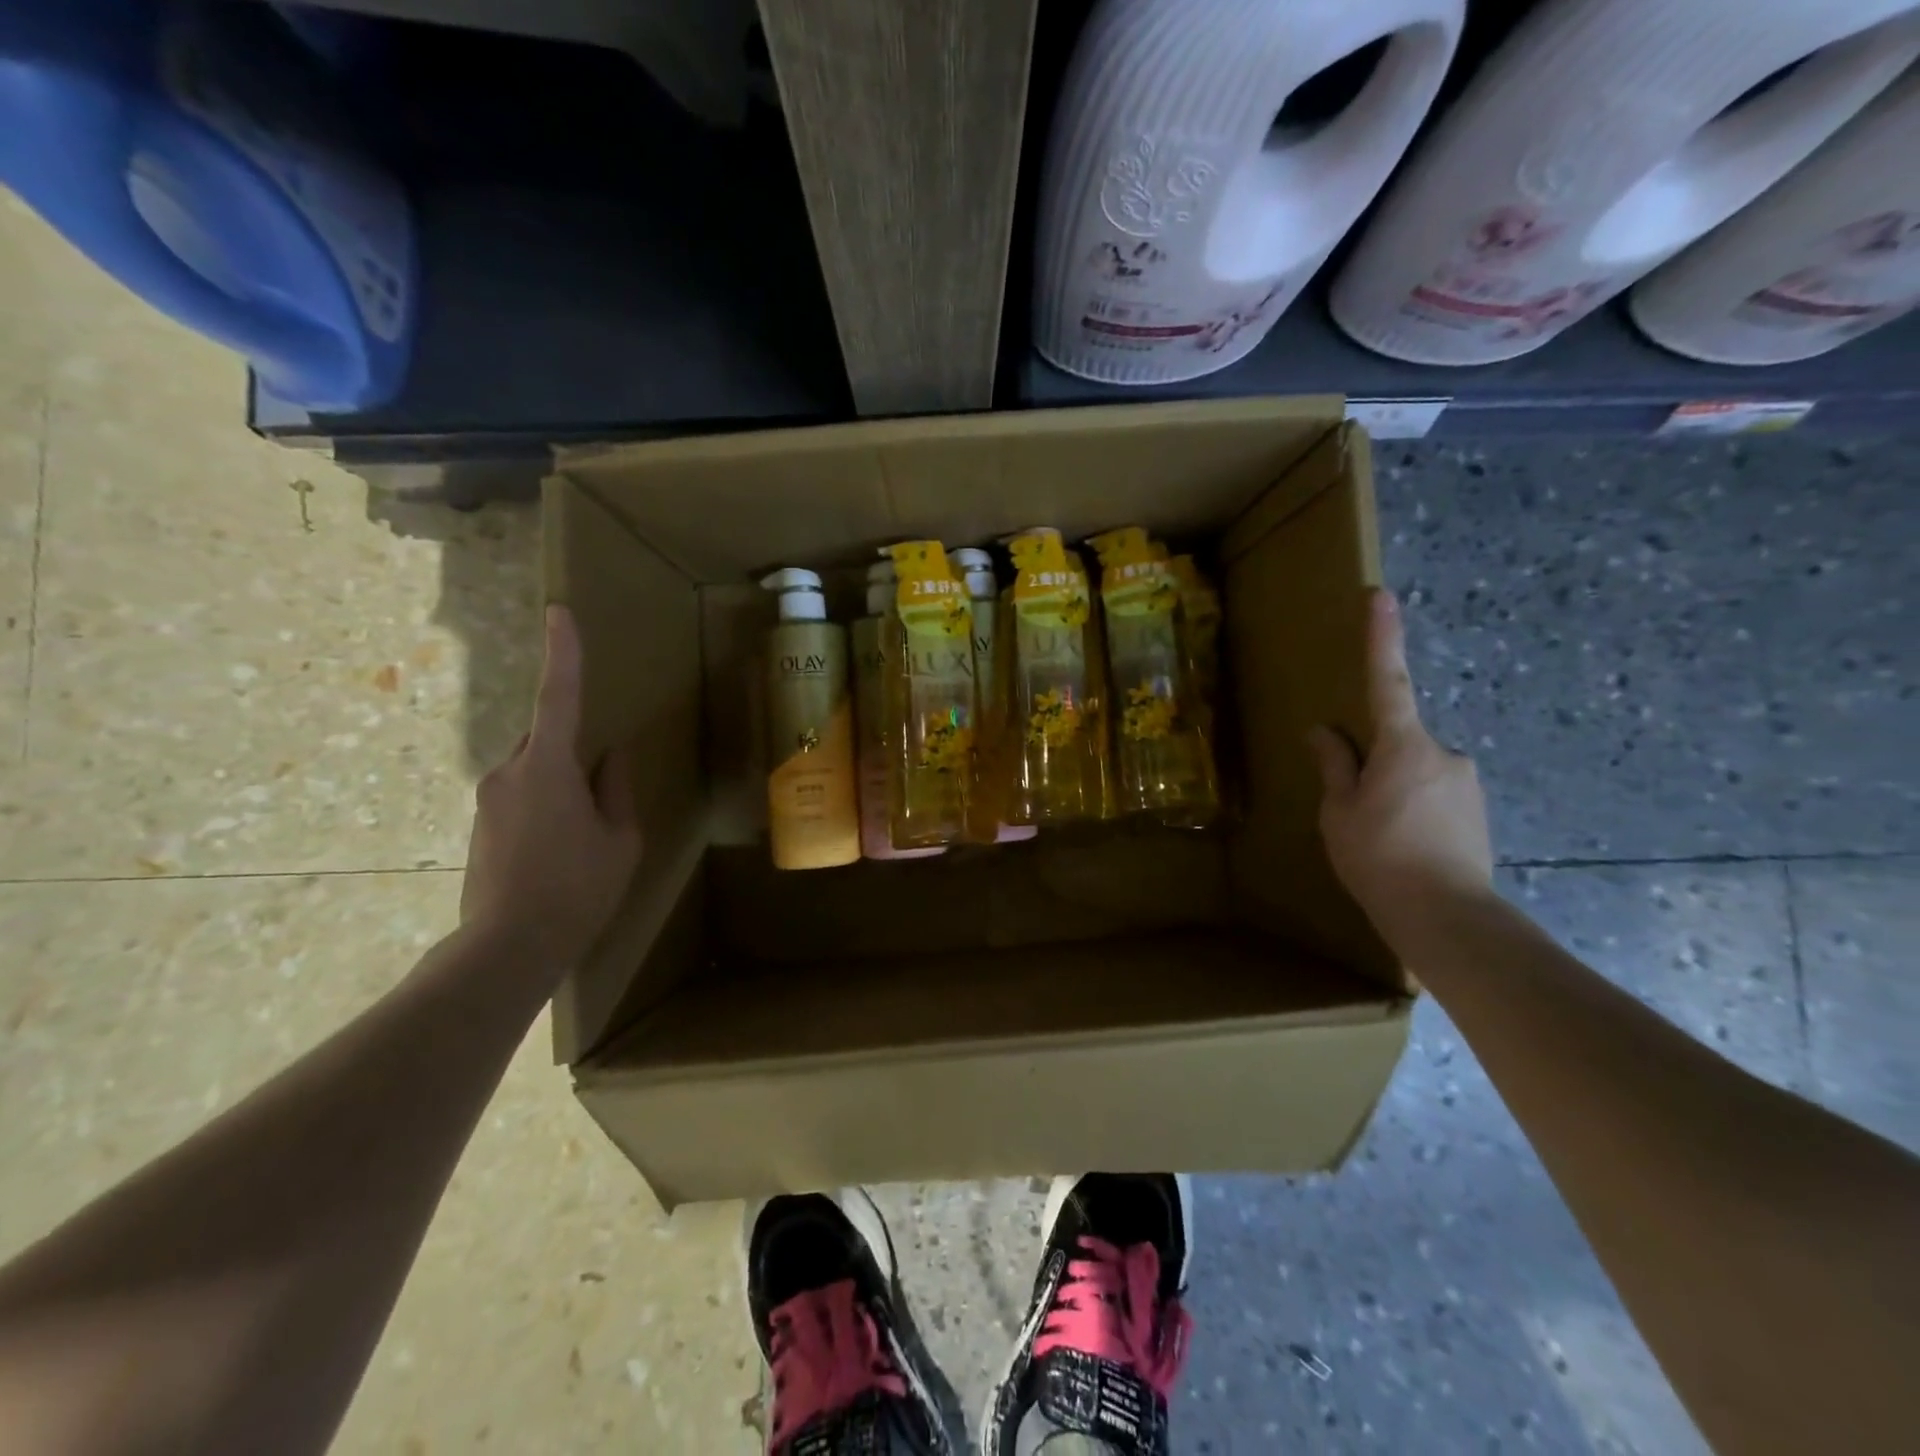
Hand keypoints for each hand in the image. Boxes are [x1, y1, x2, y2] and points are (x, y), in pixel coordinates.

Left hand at [461, 605, 642, 966]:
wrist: (507, 948)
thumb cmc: (578, 888)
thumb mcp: (619, 839)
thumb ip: (616, 789)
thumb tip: (612, 756)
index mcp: (549, 767)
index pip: (559, 697)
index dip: (563, 653)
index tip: (559, 612)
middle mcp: (509, 772)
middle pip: (547, 739)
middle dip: (574, 751)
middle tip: (601, 799)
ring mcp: (487, 800)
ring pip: (533, 770)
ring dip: (560, 785)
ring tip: (583, 837)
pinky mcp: (478, 825)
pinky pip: (519, 796)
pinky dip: (544, 806)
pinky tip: (559, 851)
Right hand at [1307, 590, 1493, 942]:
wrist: (1447, 917)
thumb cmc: (1378, 857)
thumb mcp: (1339, 812)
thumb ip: (1334, 767)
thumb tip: (1323, 732)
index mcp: (1403, 746)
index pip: (1388, 681)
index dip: (1382, 638)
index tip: (1380, 596)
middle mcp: (1444, 753)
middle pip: (1399, 742)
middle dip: (1376, 765)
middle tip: (1357, 811)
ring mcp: (1467, 783)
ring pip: (1417, 772)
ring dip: (1395, 793)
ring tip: (1380, 840)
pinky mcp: (1479, 811)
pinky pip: (1435, 796)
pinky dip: (1415, 812)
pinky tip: (1404, 848)